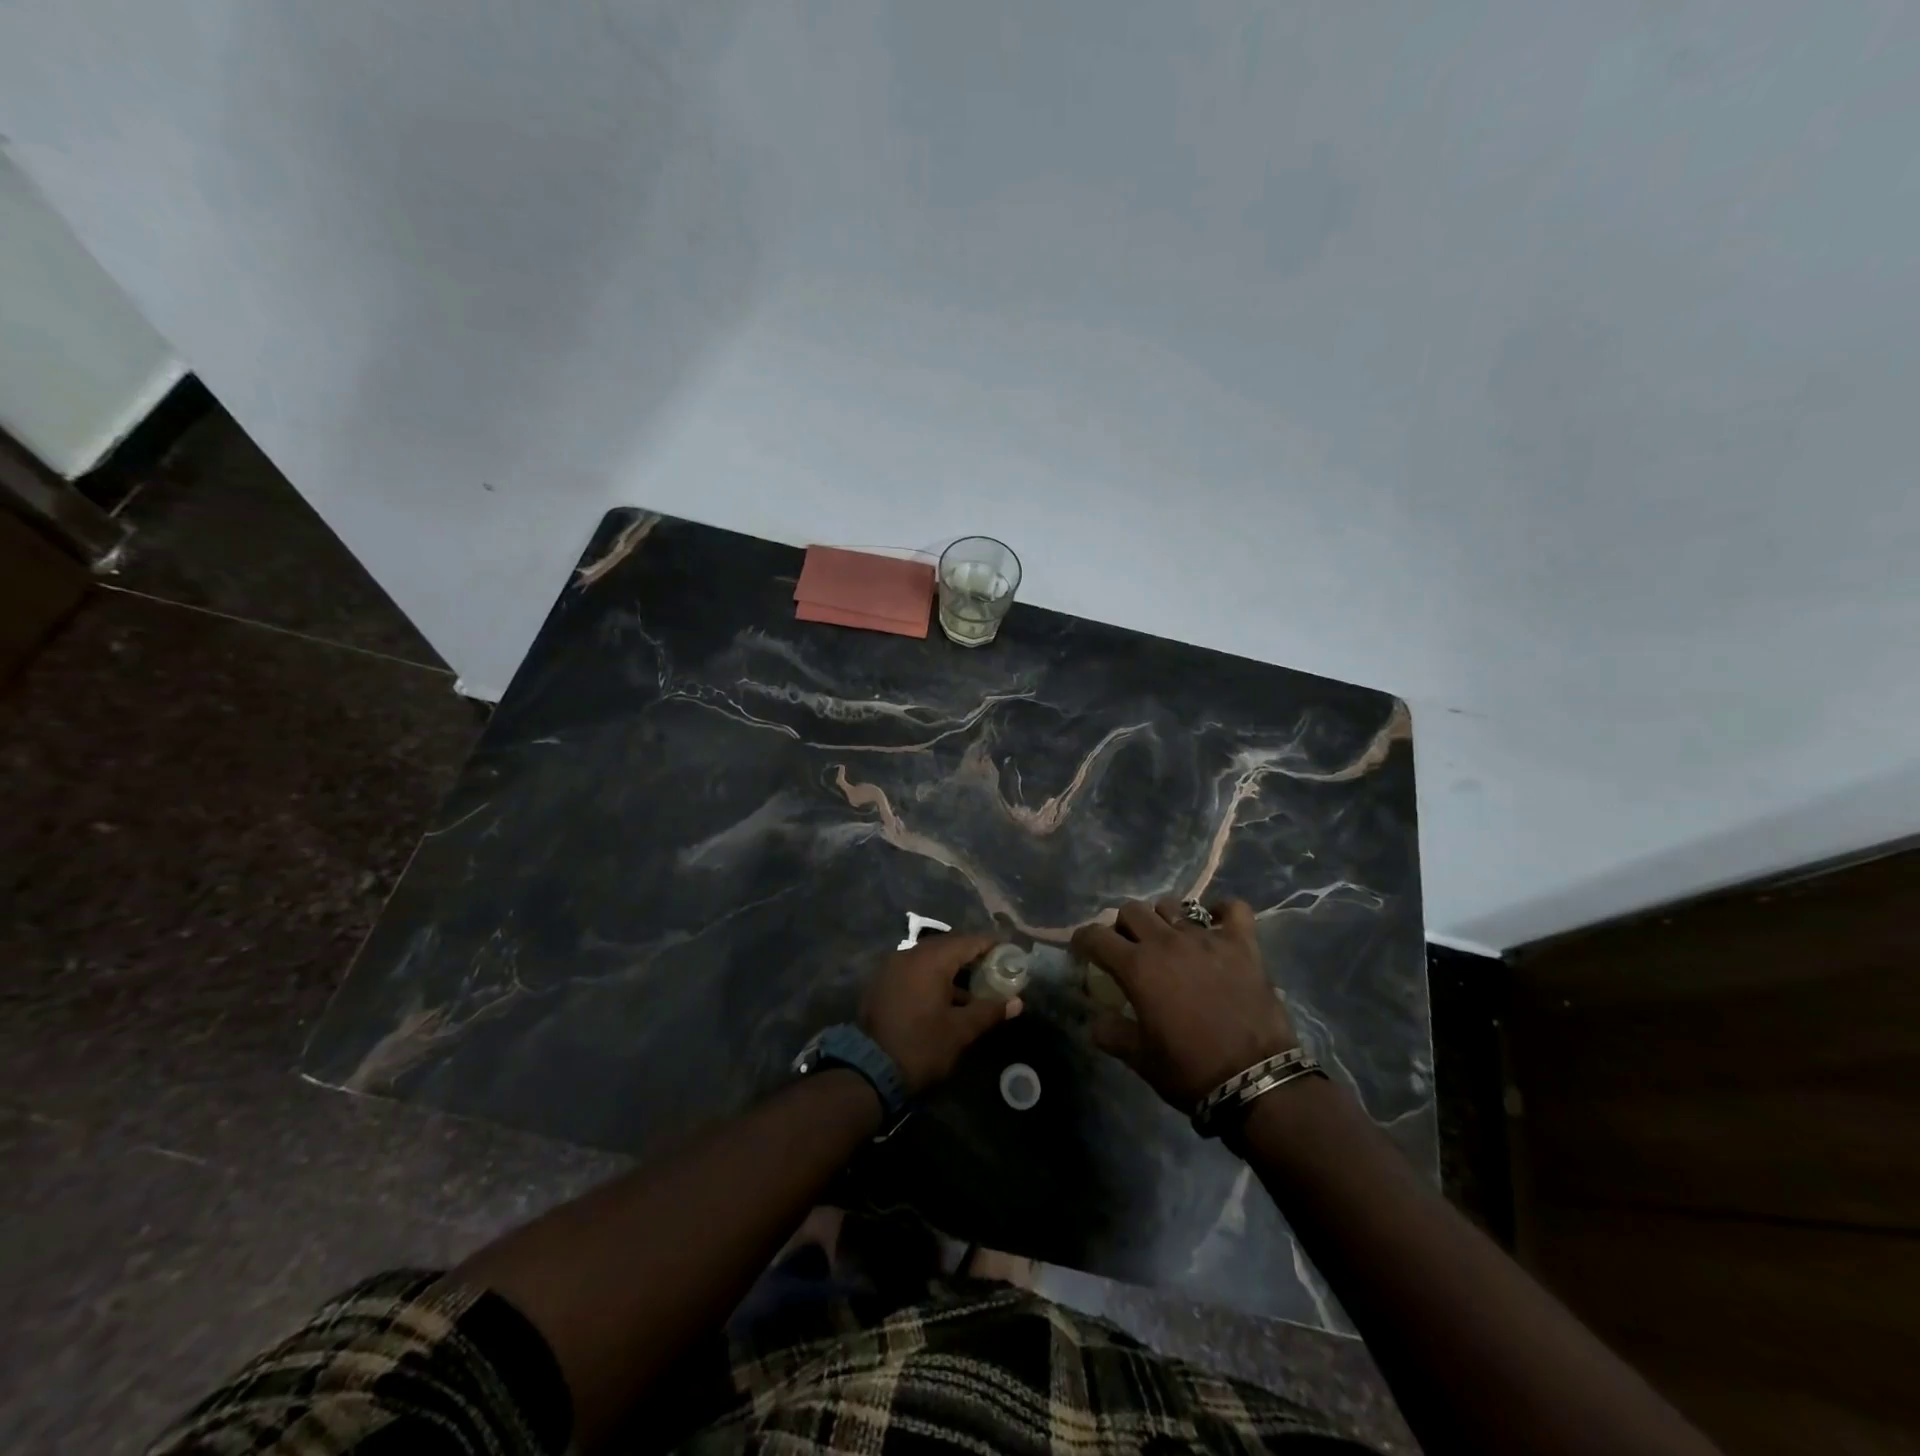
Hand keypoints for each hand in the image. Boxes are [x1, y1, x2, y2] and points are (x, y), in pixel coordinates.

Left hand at [860, 933, 1022, 1094]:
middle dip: (972, 956)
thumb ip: (989, 1011)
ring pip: (930, 958)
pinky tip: (947, 997)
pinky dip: (933, 976)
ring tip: (975, 987)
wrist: (868, 1070)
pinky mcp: (883, 982)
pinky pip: (914, 969)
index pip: (969, 942)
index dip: (992, 946)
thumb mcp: (960, 1030)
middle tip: (995, 970)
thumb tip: (1017, 1002)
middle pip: (948, 946)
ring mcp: (893, 966)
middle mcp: (910, 954)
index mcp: (931, 959)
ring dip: (952, 969)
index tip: (1010, 954)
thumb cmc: (921, 1046)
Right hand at [1071, 899, 1296, 1112]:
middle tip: (1129, 949)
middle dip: (1122, 927)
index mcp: (1137, 966)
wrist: (1256, 1081)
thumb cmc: (1190, 1070)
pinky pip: (1233, 909)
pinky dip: (1222, 912)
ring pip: (1173, 906)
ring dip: (1163, 919)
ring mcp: (1207, 938)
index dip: (1083, 940)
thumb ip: (1111, 1032)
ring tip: (1169, 941)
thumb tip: (1096, 1019)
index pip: (1095, 936)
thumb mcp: (1139, 1058)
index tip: (1084, 951)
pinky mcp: (1243, 944)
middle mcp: (1167, 942)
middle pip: (1132, 910)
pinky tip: (1216, 925)